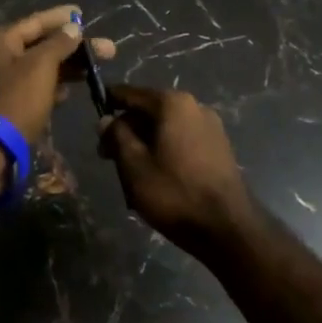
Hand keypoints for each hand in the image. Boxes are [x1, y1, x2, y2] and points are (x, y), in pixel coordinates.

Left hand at [0, 4, 115, 148]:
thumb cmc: (15, 101)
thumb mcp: (40, 67)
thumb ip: (58, 43)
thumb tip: (73, 26)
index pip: (35, 21)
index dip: (61, 17)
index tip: (82, 12)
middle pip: (37, 45)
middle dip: (71, 47)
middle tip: (104, 49)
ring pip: (34, 67)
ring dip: (62, 68)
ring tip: (91, 70)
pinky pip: (27, 87)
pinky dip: (47, 86)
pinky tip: (67, 92)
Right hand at [98, 85, 251, 254]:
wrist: (229, 229)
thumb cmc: (175, 193)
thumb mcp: (134, 165)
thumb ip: (117, 136)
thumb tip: (106, 119)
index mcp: (172, 103)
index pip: (130, 94)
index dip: (108, 104)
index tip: (93, 120)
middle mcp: (194, 106)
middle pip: (149, 111)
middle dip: (127, 130)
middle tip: (107, 157)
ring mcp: (210, 127)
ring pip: (165, 128)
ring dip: (145, 144)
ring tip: (130, 173)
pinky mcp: (219, 148)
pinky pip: (182, 141)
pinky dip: (165, 152)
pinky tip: (156, 177)